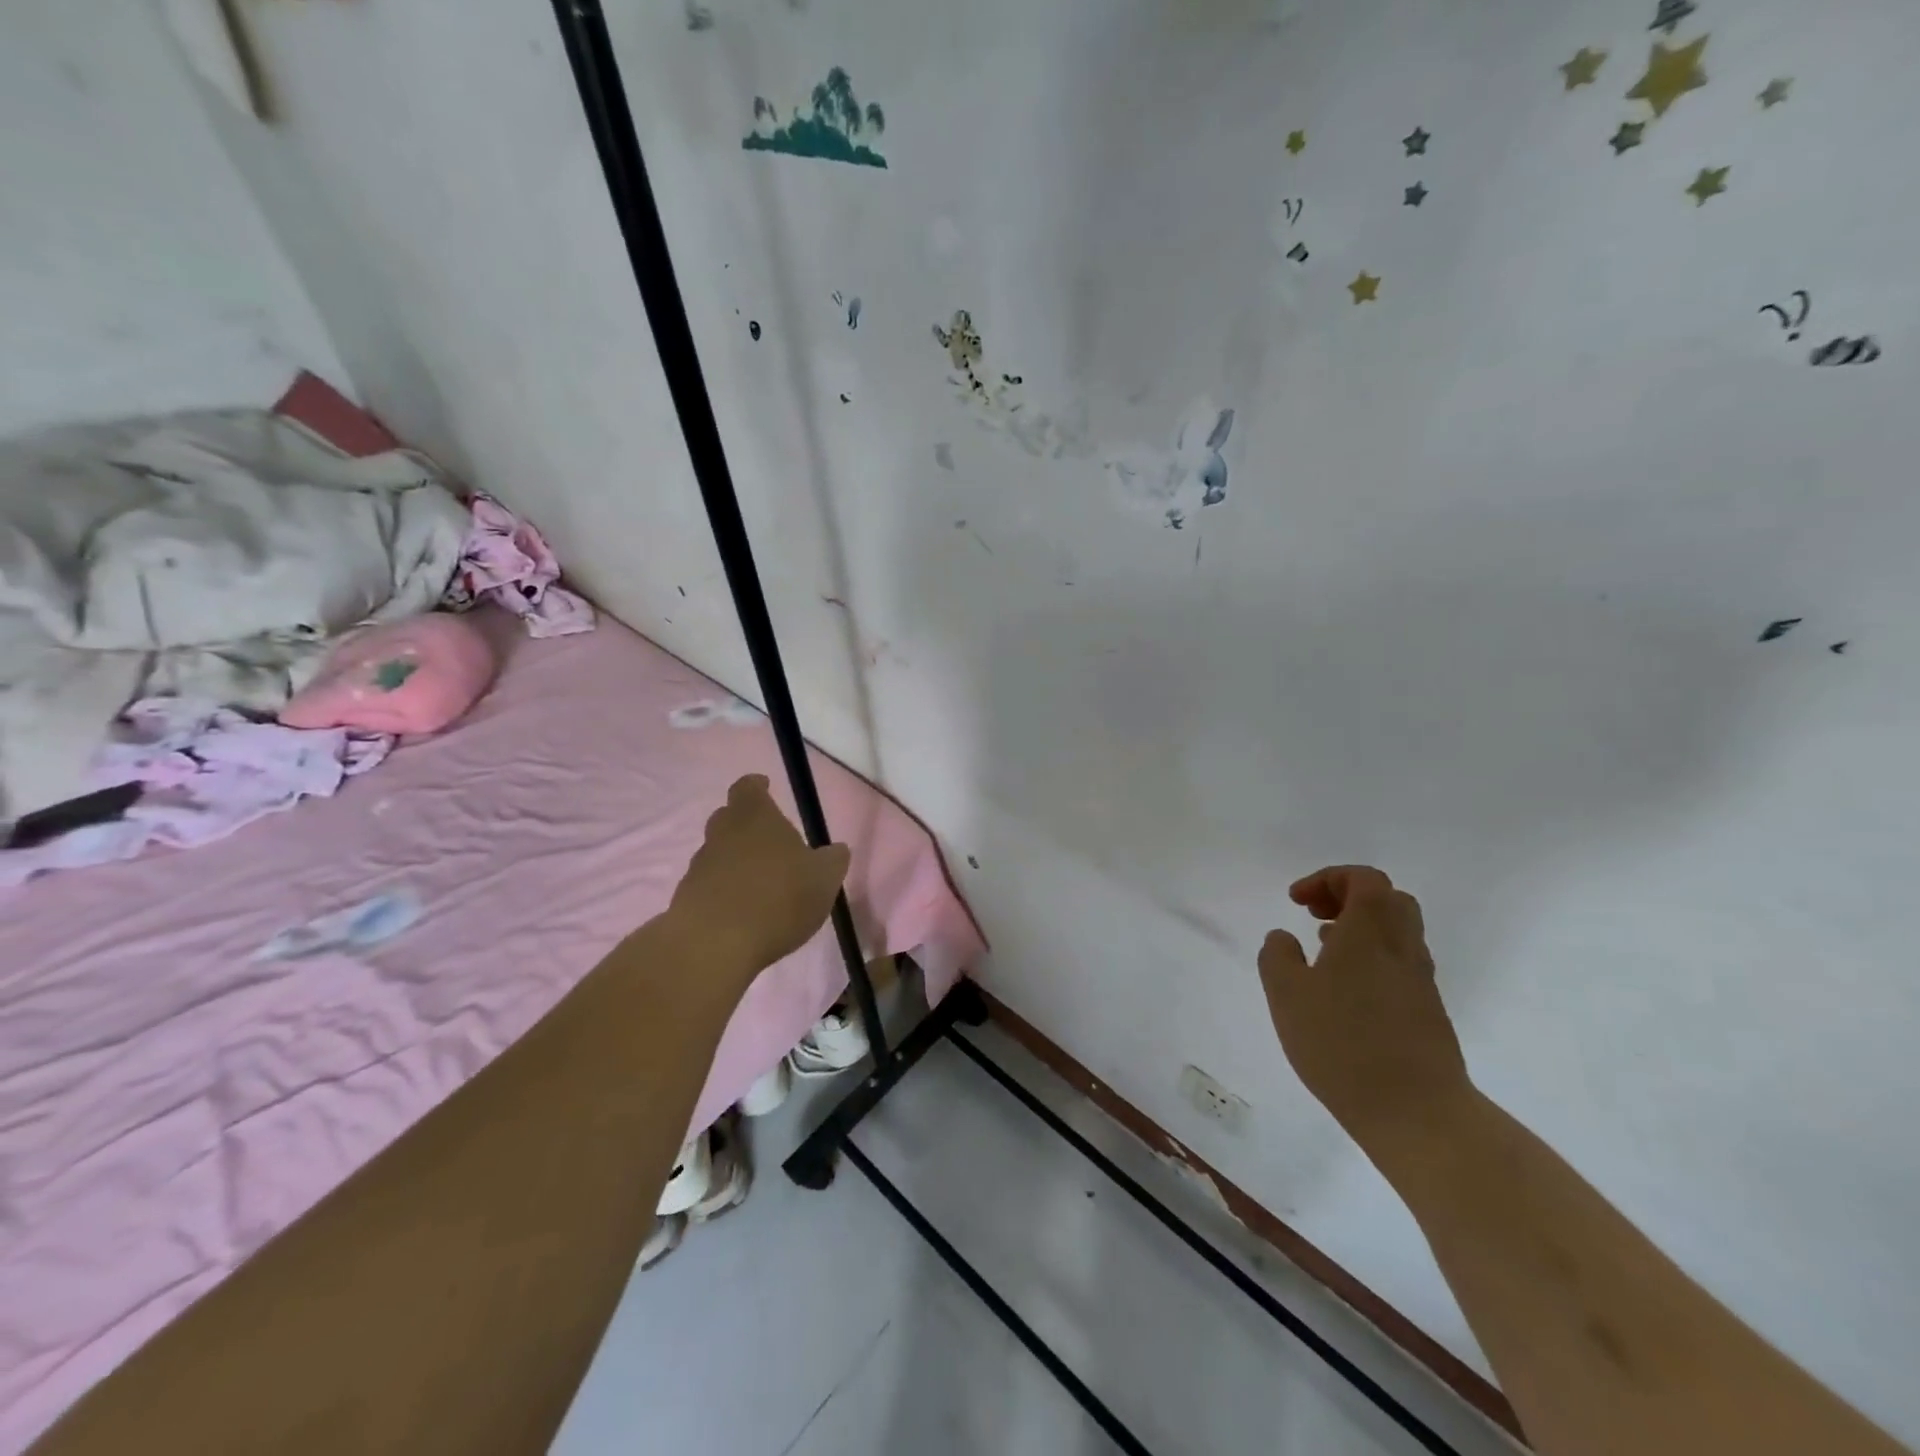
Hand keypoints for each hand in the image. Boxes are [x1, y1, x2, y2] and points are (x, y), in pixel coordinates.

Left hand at [668, 775, 850, 975]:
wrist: (714, 945)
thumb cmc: (778, 899)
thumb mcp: (824, 879)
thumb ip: (832, 860)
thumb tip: (836, 850)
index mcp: (755, 817)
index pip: (748, 787)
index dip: (757, 786)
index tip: (766, 787)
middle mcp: (722, 834)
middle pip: (728, 817)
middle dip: (746, 825)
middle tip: (769, 842)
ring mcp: (699, 866)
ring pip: (717, 853)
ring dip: (735, 862)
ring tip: (759, 884)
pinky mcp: (685, 899)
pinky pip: (708, 885)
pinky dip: (723, 892)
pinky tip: (742, 913)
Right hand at [1258, 867, 1471, 1151]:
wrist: (1417, 1112)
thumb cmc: (1342, 1043)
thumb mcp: (1287, 995)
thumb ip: (1277, 956)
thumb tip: (1283, 938)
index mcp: (1369, 933)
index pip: (1364, 879)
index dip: (1328, 879)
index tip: (1297, 901)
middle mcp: (1401, 948)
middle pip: (1389, 899)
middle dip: (1348, 897)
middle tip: (1316, 915)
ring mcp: (1420, 981)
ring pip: (1397, 933)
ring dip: (1361, 928)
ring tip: (1323, 950)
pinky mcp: (1427, 1012)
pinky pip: (1400, 964)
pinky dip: (1372, 958)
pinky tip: (1344, 989)